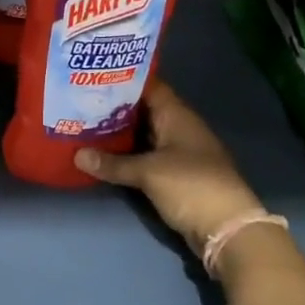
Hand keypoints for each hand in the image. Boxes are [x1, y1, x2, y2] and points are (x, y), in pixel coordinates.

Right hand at [76, 82, 273, 251]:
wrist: (227, 229)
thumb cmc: (191, 186)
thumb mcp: (148, 172)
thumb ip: (112, 163)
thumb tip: (77, 154)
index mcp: (177, 115)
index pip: (148, 86)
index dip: (123, 79)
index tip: (93, 75)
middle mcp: (178, 128)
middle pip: (143, 110)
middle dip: (114, 106)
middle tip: (80, 100)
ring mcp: (178, 152)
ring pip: (143, 135)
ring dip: (119, 132)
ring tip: (84, 123)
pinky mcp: (175, 175)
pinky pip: (145, 156)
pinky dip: (127, 154)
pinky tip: (103, 154)